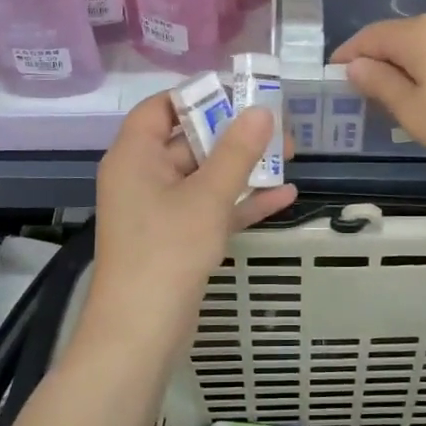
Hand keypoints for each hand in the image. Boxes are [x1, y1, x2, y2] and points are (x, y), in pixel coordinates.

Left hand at [87, 94, 297, 350]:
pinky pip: (210, 208)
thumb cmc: (167, 252)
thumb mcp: (207, 197)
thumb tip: (261, 110)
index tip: (239, 92)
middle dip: (234, 134)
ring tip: (291, 155)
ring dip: (244, 168)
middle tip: (279, 126)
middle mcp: (142, 176)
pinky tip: (284, 196)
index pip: (161, 107)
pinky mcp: (176, 238)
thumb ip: (237, 152)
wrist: (141, 333)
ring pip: (204, 176)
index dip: (198, 95)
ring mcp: (159, 210)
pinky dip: (240, 202)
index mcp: (134, 156)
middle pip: (189, 140)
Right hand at [333, 15, 425, 169]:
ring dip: (408, 66)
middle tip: (365, 93)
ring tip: (402, 97)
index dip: (347, 55)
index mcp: (417, 35)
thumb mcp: (414, 112)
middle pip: (399, 37)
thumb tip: (356, 66)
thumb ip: (381, 85)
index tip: (333, 76)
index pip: (369, 37)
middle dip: (378, 61)